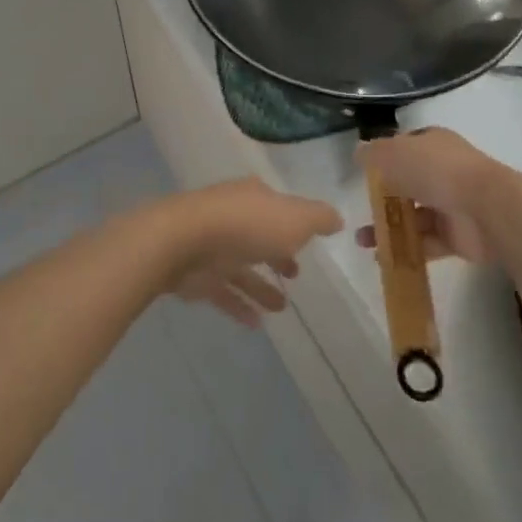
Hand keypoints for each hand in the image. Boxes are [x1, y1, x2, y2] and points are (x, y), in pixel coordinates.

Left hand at [139, 179, 343, 328]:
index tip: (308, 244)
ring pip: (241, 267)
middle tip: (295, 273)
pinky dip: (239, 305)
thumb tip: (337, 218)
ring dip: (261, 286)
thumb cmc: (247, 225)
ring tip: (282, 308)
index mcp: (254, 197)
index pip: (278, 207)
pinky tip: (256, 324)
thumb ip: (318, 218)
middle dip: (276, 254)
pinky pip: (223, 291)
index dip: (294, 224)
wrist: (184, 241)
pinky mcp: (196, 273)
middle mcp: (233, 216)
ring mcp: (211, 244)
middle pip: (258, 235)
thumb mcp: (295, 218)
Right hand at [354, 129, 501, 263]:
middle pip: (409, 183)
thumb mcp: (392, 153)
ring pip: (415, 216)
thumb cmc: (435, 170)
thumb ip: (372, 154)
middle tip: (361, 210)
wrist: (483, 208)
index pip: (405, 147)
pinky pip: (426, 243)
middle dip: (384, 198)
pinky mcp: (458, 236)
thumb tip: (359, 152)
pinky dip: (405, 250)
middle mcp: (444, 171)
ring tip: (363, 241)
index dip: (385, 158)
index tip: (366, 174)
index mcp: (432, 144)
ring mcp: (452, 204)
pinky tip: (381, 257)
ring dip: (389, 227)